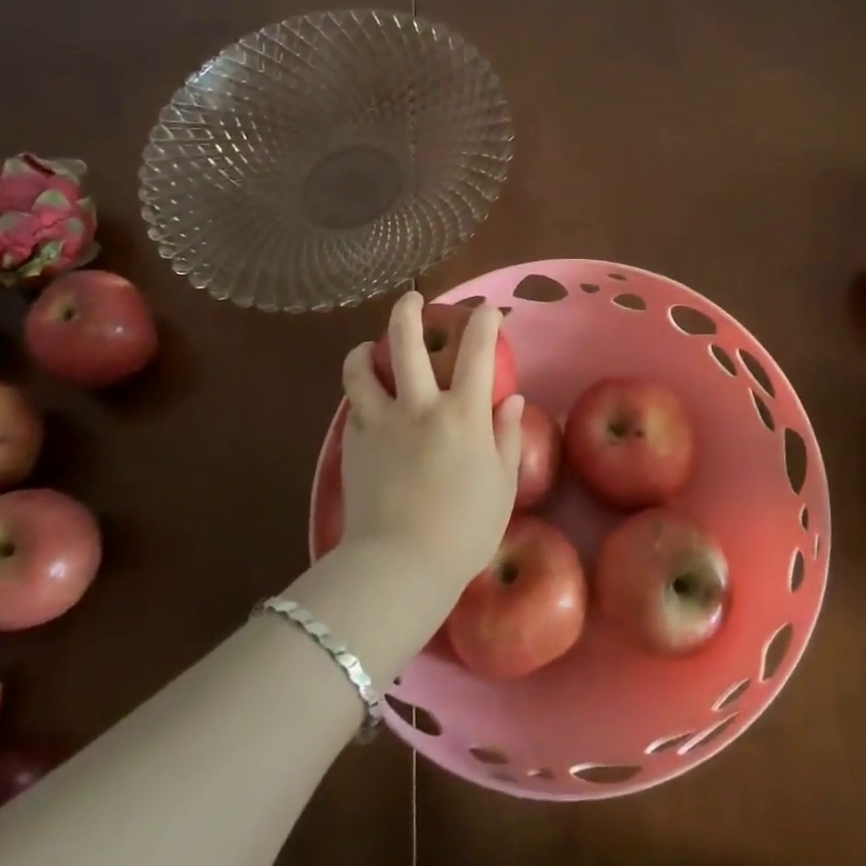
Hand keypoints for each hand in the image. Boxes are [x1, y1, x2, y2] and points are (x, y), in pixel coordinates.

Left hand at [337, 292, 523, 599]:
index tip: (487, 310)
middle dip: (409, 311)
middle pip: (406, 343)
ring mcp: (380, 422)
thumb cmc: (464, 531)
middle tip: (412, 299)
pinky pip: (353, 406)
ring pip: (360, 369)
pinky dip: (359, 394)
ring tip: (366, 348)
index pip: (478, 352)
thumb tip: (512, 401)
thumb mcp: (502, 486)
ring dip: (363, 350)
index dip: (484, 322)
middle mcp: (419, 406)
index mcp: (463, 415)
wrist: (399, 566)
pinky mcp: (353, 444)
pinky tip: (366, 403)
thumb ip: (507, 438)